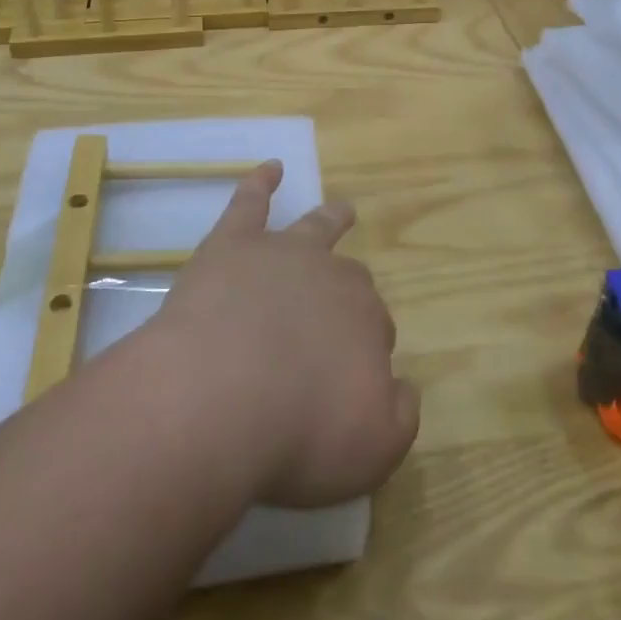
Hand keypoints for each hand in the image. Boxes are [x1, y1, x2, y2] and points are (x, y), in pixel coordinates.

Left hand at [151, 161, 419, 508]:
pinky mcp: (233, 245)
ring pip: (316, 229)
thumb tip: (403, 387)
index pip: (377, 330)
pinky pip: (250, 202)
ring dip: (330, 219)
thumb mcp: (374, 450)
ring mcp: (282, 255)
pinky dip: (261, 183)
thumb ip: (400, 415)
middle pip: (349, 280)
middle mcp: (332, 279)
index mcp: (368, 323)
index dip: (365, 353)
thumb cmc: (298, 433)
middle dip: (349, 296)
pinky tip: (270, 169)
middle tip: (332, 325)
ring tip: (342, 208)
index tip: (348, 380)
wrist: (218, 399)